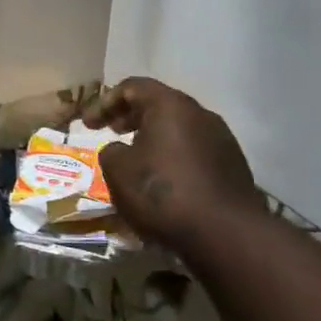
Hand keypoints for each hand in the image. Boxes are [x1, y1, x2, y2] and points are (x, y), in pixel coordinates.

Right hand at [84, 77, 261, 248]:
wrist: (225, 233)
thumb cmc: (162, 193)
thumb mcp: (118, 171)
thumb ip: (110, 152)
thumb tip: (120, 150)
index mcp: (170, 106)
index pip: (132, 86)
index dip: (104, 102)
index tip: (87, 125)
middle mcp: (200, 114)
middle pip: (159, 103)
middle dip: (130, 116)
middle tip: (110, 132)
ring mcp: (222, 139)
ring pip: (179, 127)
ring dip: (153, 137)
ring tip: (135, 157)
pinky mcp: (232, 165)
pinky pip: (194, 149)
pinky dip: (172, 155)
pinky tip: (163, 178)